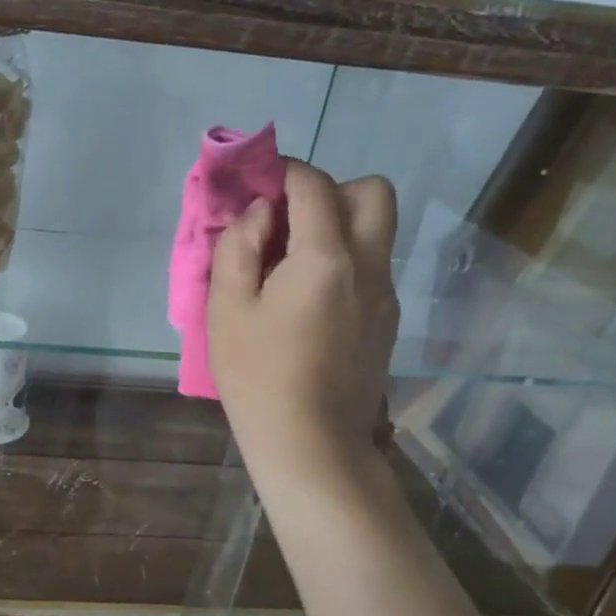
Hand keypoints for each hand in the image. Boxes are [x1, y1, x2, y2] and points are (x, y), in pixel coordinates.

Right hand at [208, 161, 398, 495]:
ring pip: (378, 230)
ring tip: (292, 261)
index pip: (315, 186)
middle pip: (373, 192)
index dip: (285, 171)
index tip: (259, 182)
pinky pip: (373, 266)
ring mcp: (386, 294)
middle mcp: (369, 266)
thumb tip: (261, 214)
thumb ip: (239, 247)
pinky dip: (345, 259)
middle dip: (331, 189)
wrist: (311, 444)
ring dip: (340, 224)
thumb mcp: (227, 308)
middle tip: (289, 219)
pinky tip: (308, 298)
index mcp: (326, 258)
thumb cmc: (257, 375)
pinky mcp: (388, 321)